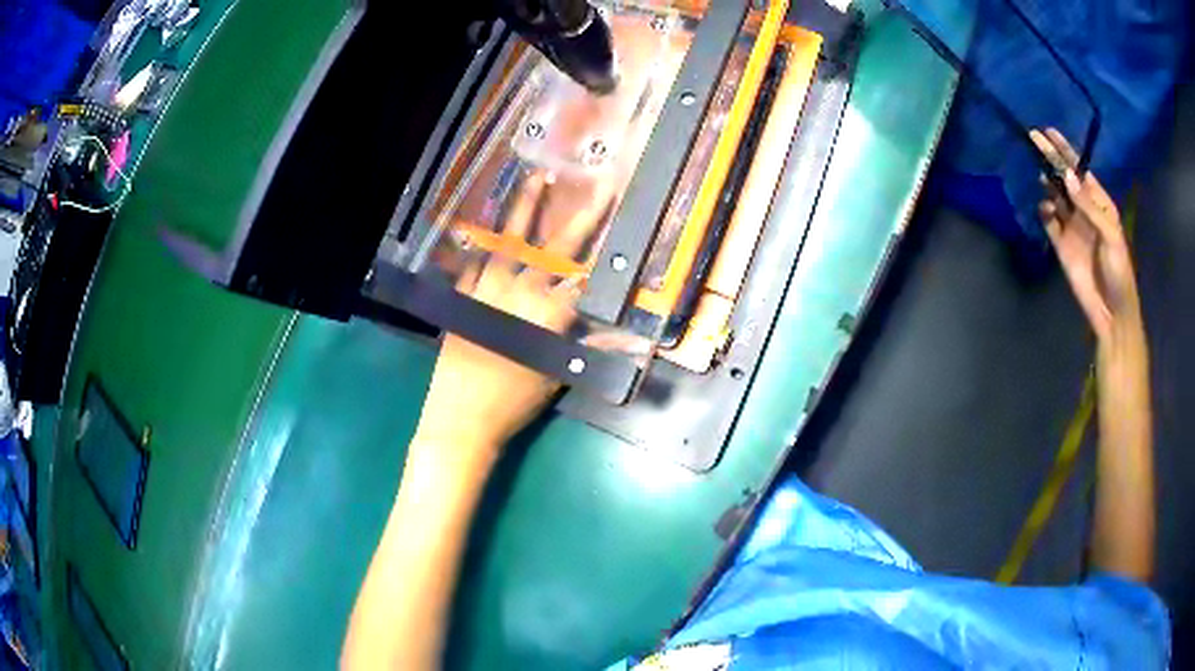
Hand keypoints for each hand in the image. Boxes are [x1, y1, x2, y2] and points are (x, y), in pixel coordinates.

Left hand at [416, 171, 609, 458]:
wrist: (460, 416)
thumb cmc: (514, 401)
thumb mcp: (557, 375)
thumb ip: (592, 349)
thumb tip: (635, 340)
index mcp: (548, 314)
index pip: (585, 278)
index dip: (607, 251)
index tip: (623, 225)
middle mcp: (520, 292)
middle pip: (556, 249)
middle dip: (581, 217)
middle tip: (597, 189)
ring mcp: (487, 288)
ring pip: (511, 241)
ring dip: (526, 207)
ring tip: (537, 176)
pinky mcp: (463, 295)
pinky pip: (475, 261)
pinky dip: (484, 241)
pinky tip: (491, 220)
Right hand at [1032, 129, 1140, 342]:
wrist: (1111, 313)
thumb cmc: (1119, 273)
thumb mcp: (1110, 236)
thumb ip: (1089, 206)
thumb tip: (1066, 177)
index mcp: (1099, 205)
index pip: (1079, 172)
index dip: (1065, 151)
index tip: (1049, 132)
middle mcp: (1083, 210)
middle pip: (1064, 179)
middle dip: (1050, 159)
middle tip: (1033, 139)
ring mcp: (1072, 227)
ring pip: (1055, 197)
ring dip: (1047, 184)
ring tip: (1038, 174)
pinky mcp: (1061, 246)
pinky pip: (1048, 223)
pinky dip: (1044, 213)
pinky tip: (1044, 210)